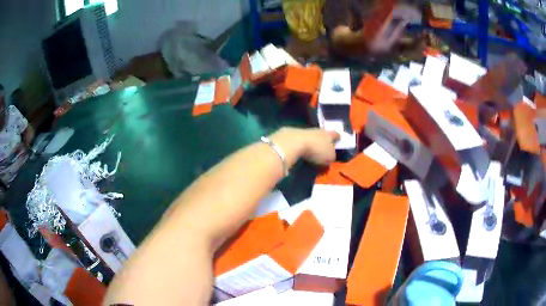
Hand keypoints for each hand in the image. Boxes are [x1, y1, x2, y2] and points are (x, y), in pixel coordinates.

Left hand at [270, 127, 338, 165]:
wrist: (293, 142)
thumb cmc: (316, 150)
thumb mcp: (329, 157)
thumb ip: (332, 156)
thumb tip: (330, 156)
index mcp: (329, 134)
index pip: (336, 134)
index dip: (338, 137)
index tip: (340, 138)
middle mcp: (318, 130)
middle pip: (323, 134)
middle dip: (325, 139)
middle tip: (326, 144)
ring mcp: (305, 131)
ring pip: (312, 136)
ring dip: (313, 141)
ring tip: (313, 148)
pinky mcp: (293, 134)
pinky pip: (302, 140)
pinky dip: (303, 143)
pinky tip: (302, 149)